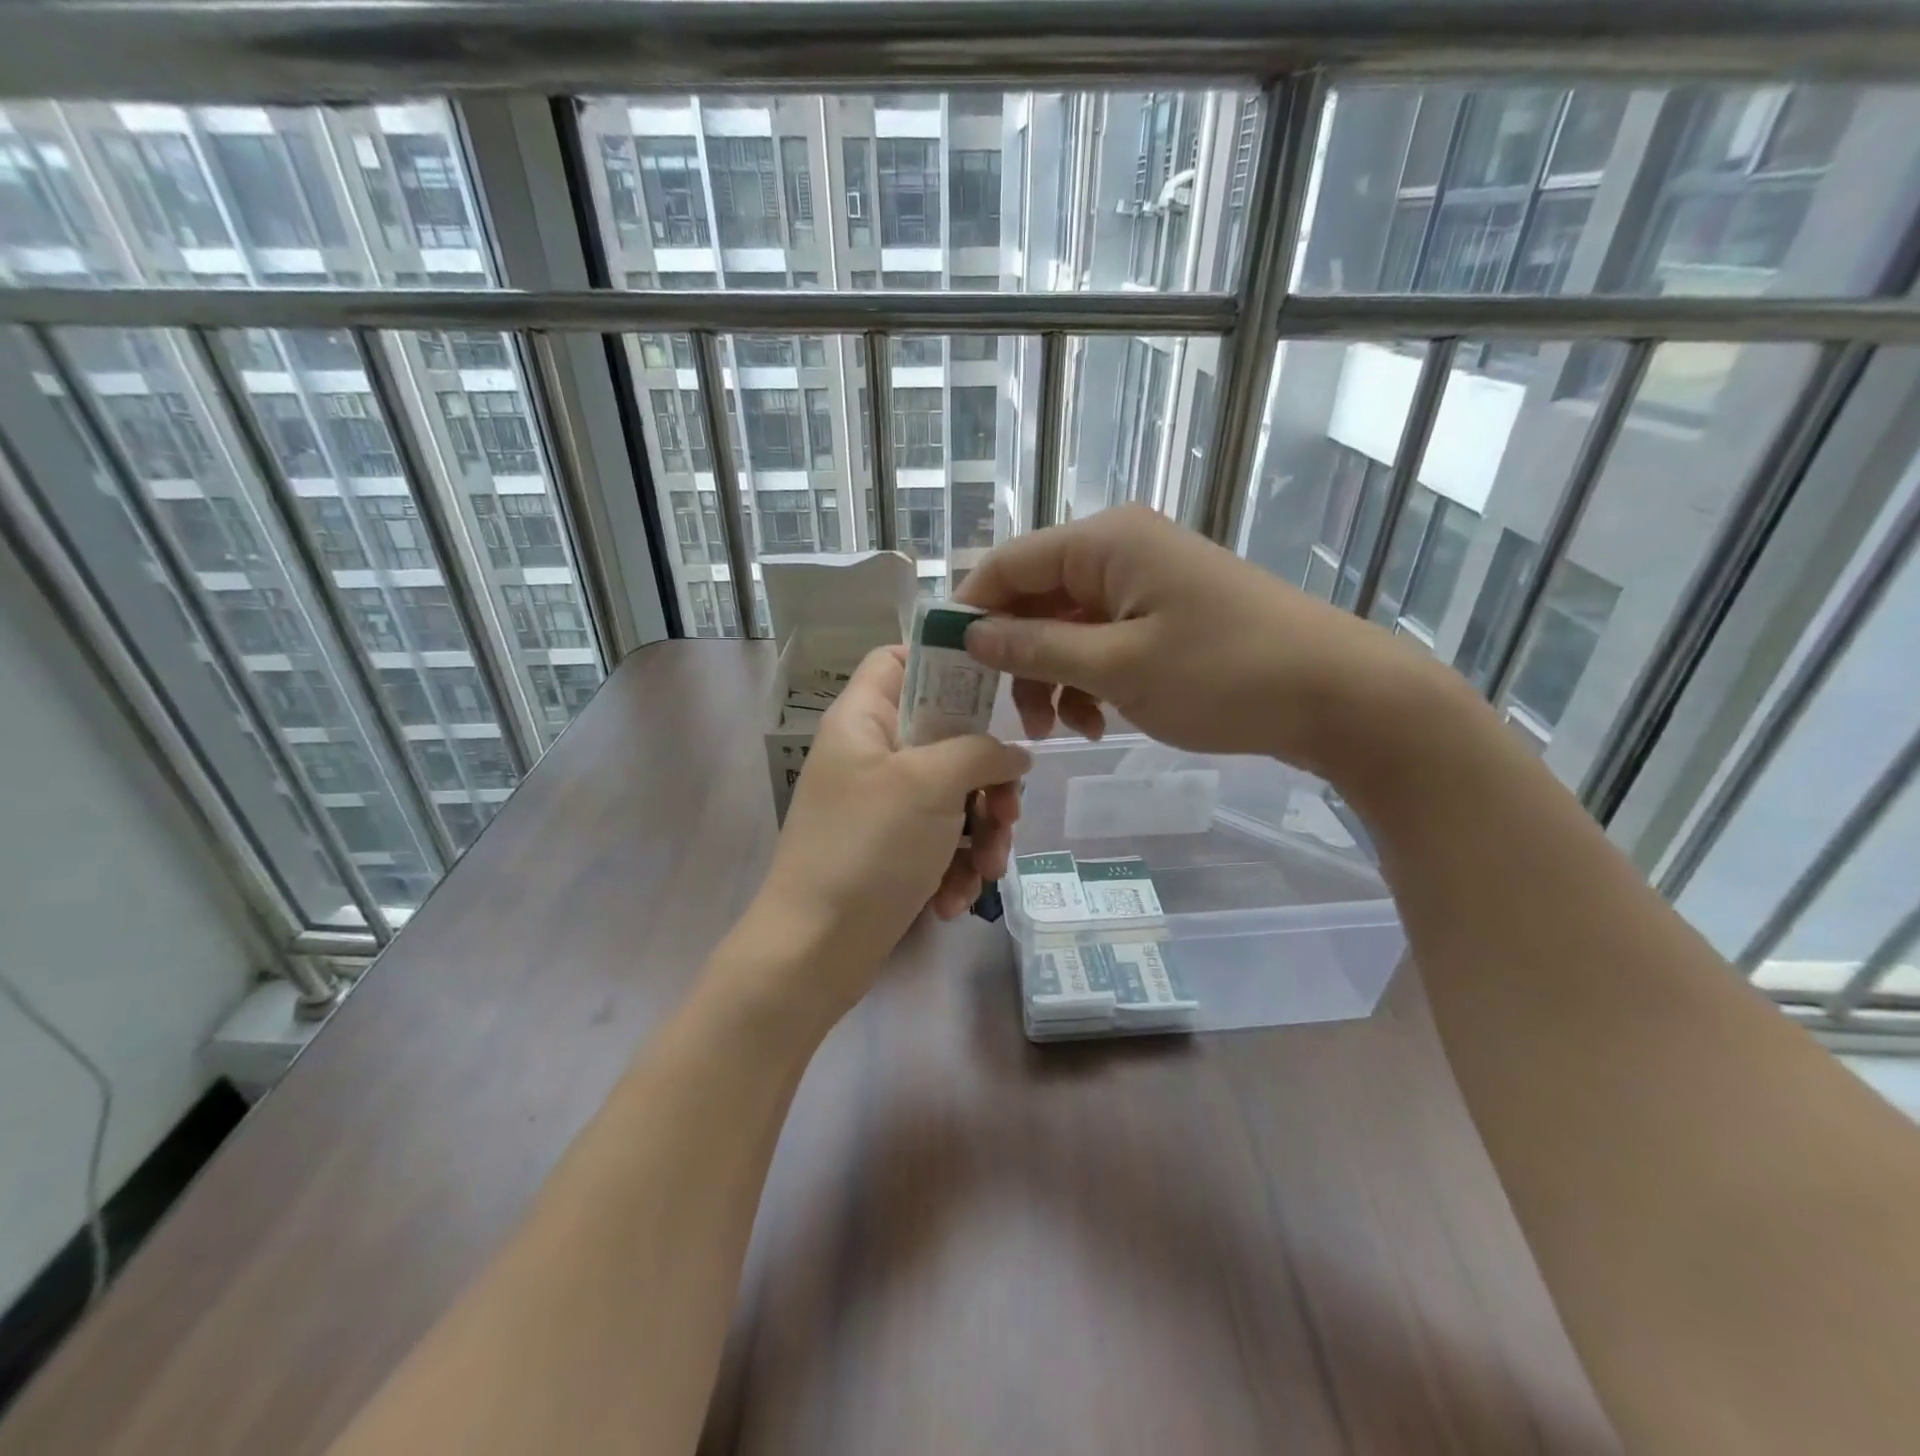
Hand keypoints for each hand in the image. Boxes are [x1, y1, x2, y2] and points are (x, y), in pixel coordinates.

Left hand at [748, 645, 1028, 1014]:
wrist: (815, 952)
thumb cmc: (867, 848)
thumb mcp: (931, 784)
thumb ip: (982, 752)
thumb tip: (1016, 755)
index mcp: (863, 720)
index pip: (899, 659)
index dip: (945, 664)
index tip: (993, 695)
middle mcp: (871, 755)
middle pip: (946, 737)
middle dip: (987, 780)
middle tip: (1006, 812)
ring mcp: (881, 806)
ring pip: (953, 796)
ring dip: (982, 834)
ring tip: (987, 870)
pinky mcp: (892, 851)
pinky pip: (940, 841)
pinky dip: (956, 866)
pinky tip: (954, 900)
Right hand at [955, 504, 1448, 782]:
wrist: (1337, 695)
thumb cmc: (1224, 675)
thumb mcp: (1118, 667)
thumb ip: (1036, 650)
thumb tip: (971, 634)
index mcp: (1104, 543)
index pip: (1008, 564)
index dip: (971, 613)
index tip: (949, 669)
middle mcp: (1119, 551)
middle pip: (1035, 600)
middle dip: (1017, 660)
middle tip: (1012, 720)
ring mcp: (1144, 584)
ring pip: (1066, 628)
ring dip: (1052, 679)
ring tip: (1063, 731)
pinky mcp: (1164, 615)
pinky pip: (1102, 642)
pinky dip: (1089, 681)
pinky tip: (1098, 723)